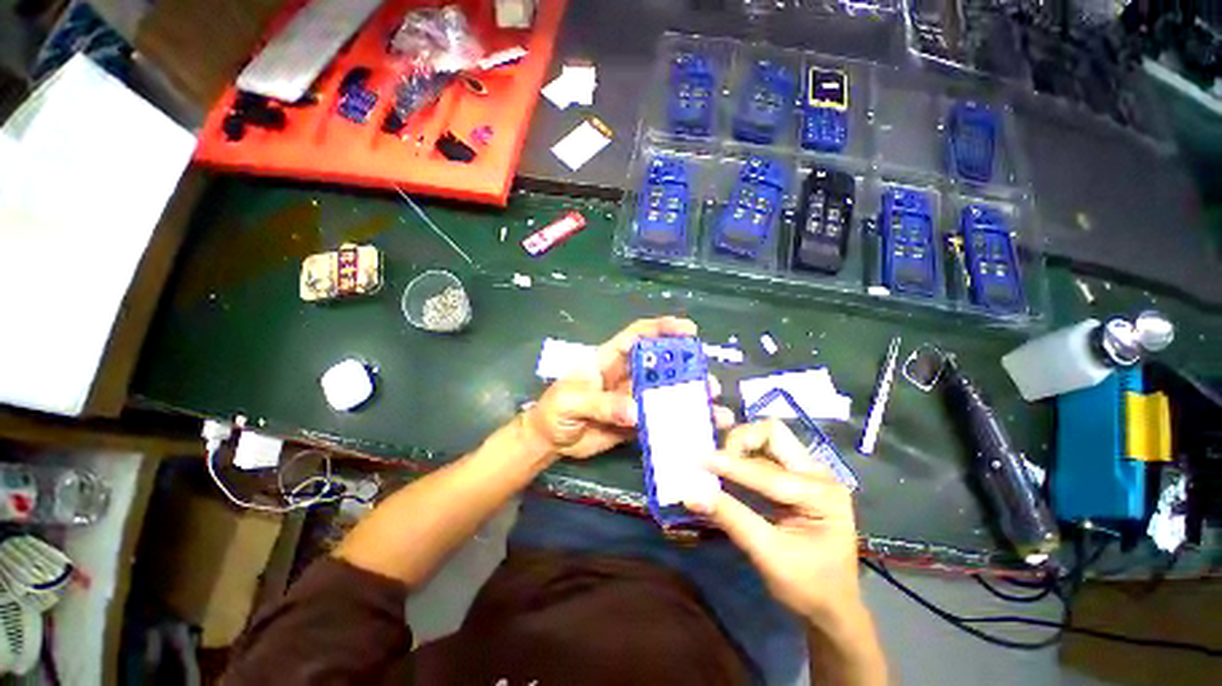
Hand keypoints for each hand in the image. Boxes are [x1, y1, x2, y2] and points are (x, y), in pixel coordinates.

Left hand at [522, 317, 733, 459]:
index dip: (662, 329)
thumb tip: (637, 411)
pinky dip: (677, 425)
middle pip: (660, 365)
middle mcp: (625, 375)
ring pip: (664, 394)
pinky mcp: (635, 422)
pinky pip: (659, 421)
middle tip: (707, 381)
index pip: (638, 336)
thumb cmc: (554, 411)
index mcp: (609, 359)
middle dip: (685, 369)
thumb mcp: (572, 401)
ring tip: (713, 410)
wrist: (549, 441)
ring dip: (688, 400)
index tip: (688, 330)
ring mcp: (632, 399)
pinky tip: (697, 431)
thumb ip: (602, 404)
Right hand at [686, 420, 863, 625]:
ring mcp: (806, 472)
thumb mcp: (769, 556)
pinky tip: (726, 455)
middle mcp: (817, 474)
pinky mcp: (793, 476)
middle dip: (741, 440)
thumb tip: (691, 494)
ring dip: (740, 443)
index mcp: (822, 495)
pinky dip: (742, 451)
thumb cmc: (809, 587)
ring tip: (717, 458)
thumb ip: (731, 519)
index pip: (769, 473)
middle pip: (774, 434)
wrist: (832, 606)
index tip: (700, 461)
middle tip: (716, 460)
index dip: (732, 466)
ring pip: (768, 438)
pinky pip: (764, 452)